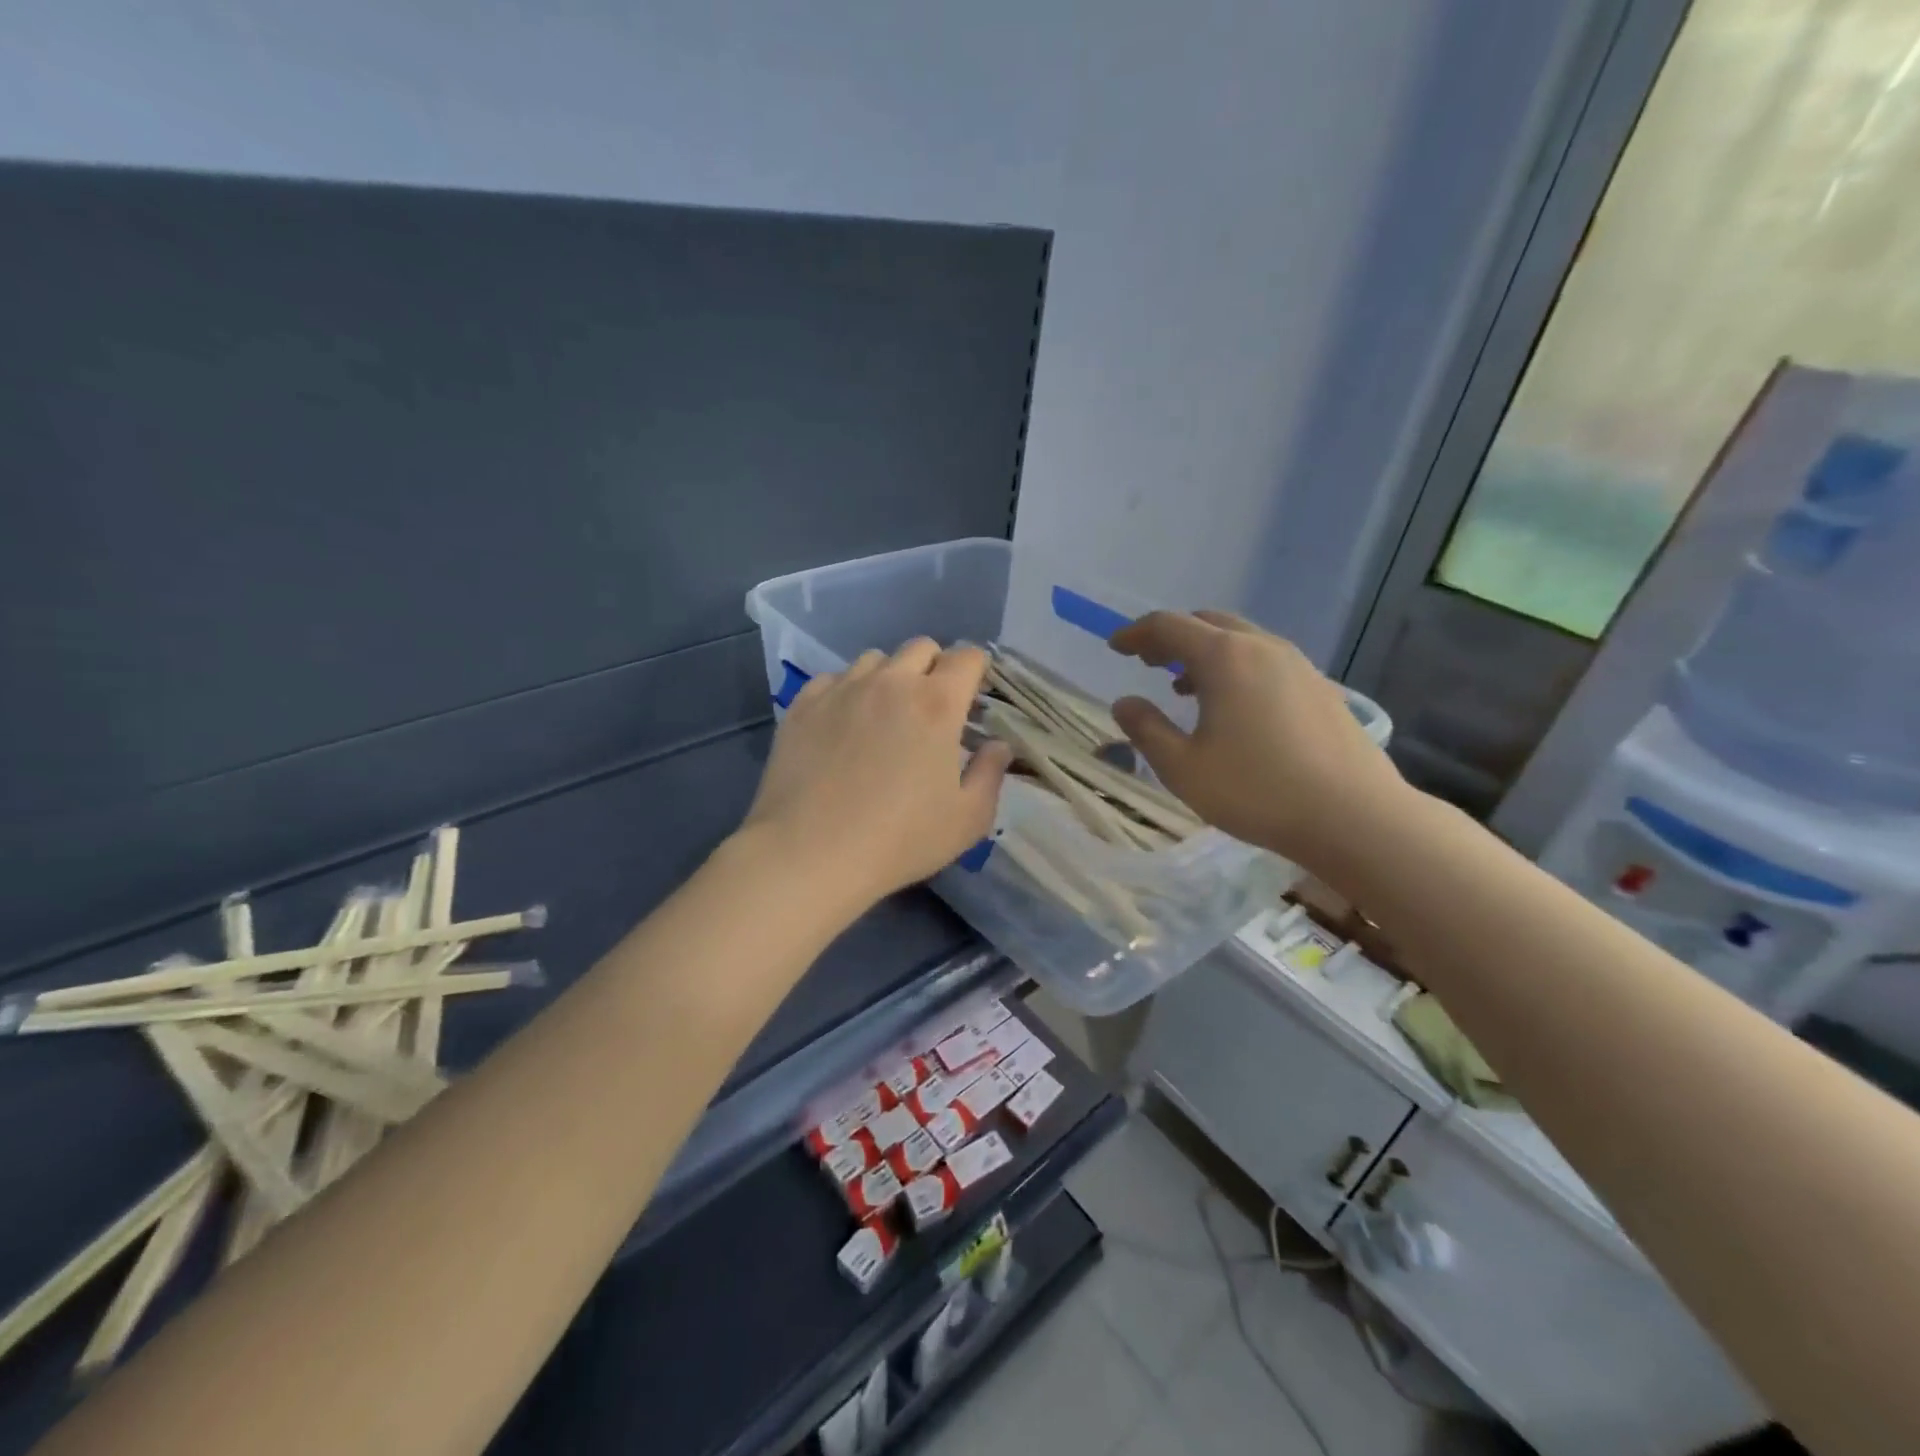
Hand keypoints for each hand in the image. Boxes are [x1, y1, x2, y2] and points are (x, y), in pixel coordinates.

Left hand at [741, 639, 1014, 908]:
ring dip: (890, 677)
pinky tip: (844, 726)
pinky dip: (848, 692)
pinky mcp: (803, 705)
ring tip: (885, 714)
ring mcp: (842, 689)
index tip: (973, 697)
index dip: (976, 671)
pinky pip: (834, 680)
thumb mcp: (968, 819)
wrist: (810, 853)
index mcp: (937, 703)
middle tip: (933, 708)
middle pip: (921, 647)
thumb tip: (997, 745)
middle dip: (935, 668)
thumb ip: (990, 773)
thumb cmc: (900, 840)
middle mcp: (890, 682)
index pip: (967, 657)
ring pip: (875, 660)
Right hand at [1106, 610, 1402, 866]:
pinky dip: (1237, 668)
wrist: (1355, 817)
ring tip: (1185, 686)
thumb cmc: (1258, 791)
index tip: (1115, 647)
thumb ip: (1146, 730)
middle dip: (1172, 637)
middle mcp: (1263, 648)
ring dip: (1205, 653)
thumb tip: (1125, 702)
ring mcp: (1298, 665)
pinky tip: (1235, 707)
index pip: (1169, 626)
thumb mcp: (1183, 768)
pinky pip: (1266, 661)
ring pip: (1241, 641)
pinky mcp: (1321, 688)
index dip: (1136, 634)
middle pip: (1207, 623)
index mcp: (1225, 657)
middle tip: (1148, 661)